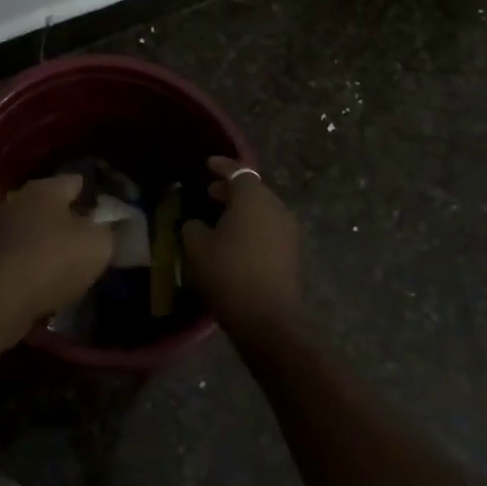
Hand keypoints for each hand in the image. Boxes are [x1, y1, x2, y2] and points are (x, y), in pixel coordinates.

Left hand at [0, 174, 113, 345]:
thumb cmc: (52, 261)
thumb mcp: (98, 246)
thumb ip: (110, 232)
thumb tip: (108, 228)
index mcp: (46, 188)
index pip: (77, 181)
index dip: (95, 197)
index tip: (109, 216)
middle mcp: (19, 200)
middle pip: (53, 206)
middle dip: (71, 222)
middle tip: (91, 243)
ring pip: (34, 232)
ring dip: (50, 245)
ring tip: (70, 267)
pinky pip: (20, 256)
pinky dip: (33, 266)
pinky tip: (45, 284)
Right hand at [182, 157, 302, 345]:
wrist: (269, 321)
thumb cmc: (229, 273)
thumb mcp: (197, 247)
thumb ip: (193, 227)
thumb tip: (197, 224)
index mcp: (253, 197)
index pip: (237, 171)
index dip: (221, 166)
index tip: (208, 164)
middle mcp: (276, 207)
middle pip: (252, 190)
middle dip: (231, 190)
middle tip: (209, 194)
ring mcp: (289, 231)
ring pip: (262, 211)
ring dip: (242, 212)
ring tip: (220, 221)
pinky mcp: (293, 254)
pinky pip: (269, 230)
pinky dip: (252, 229)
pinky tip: (236, 243)